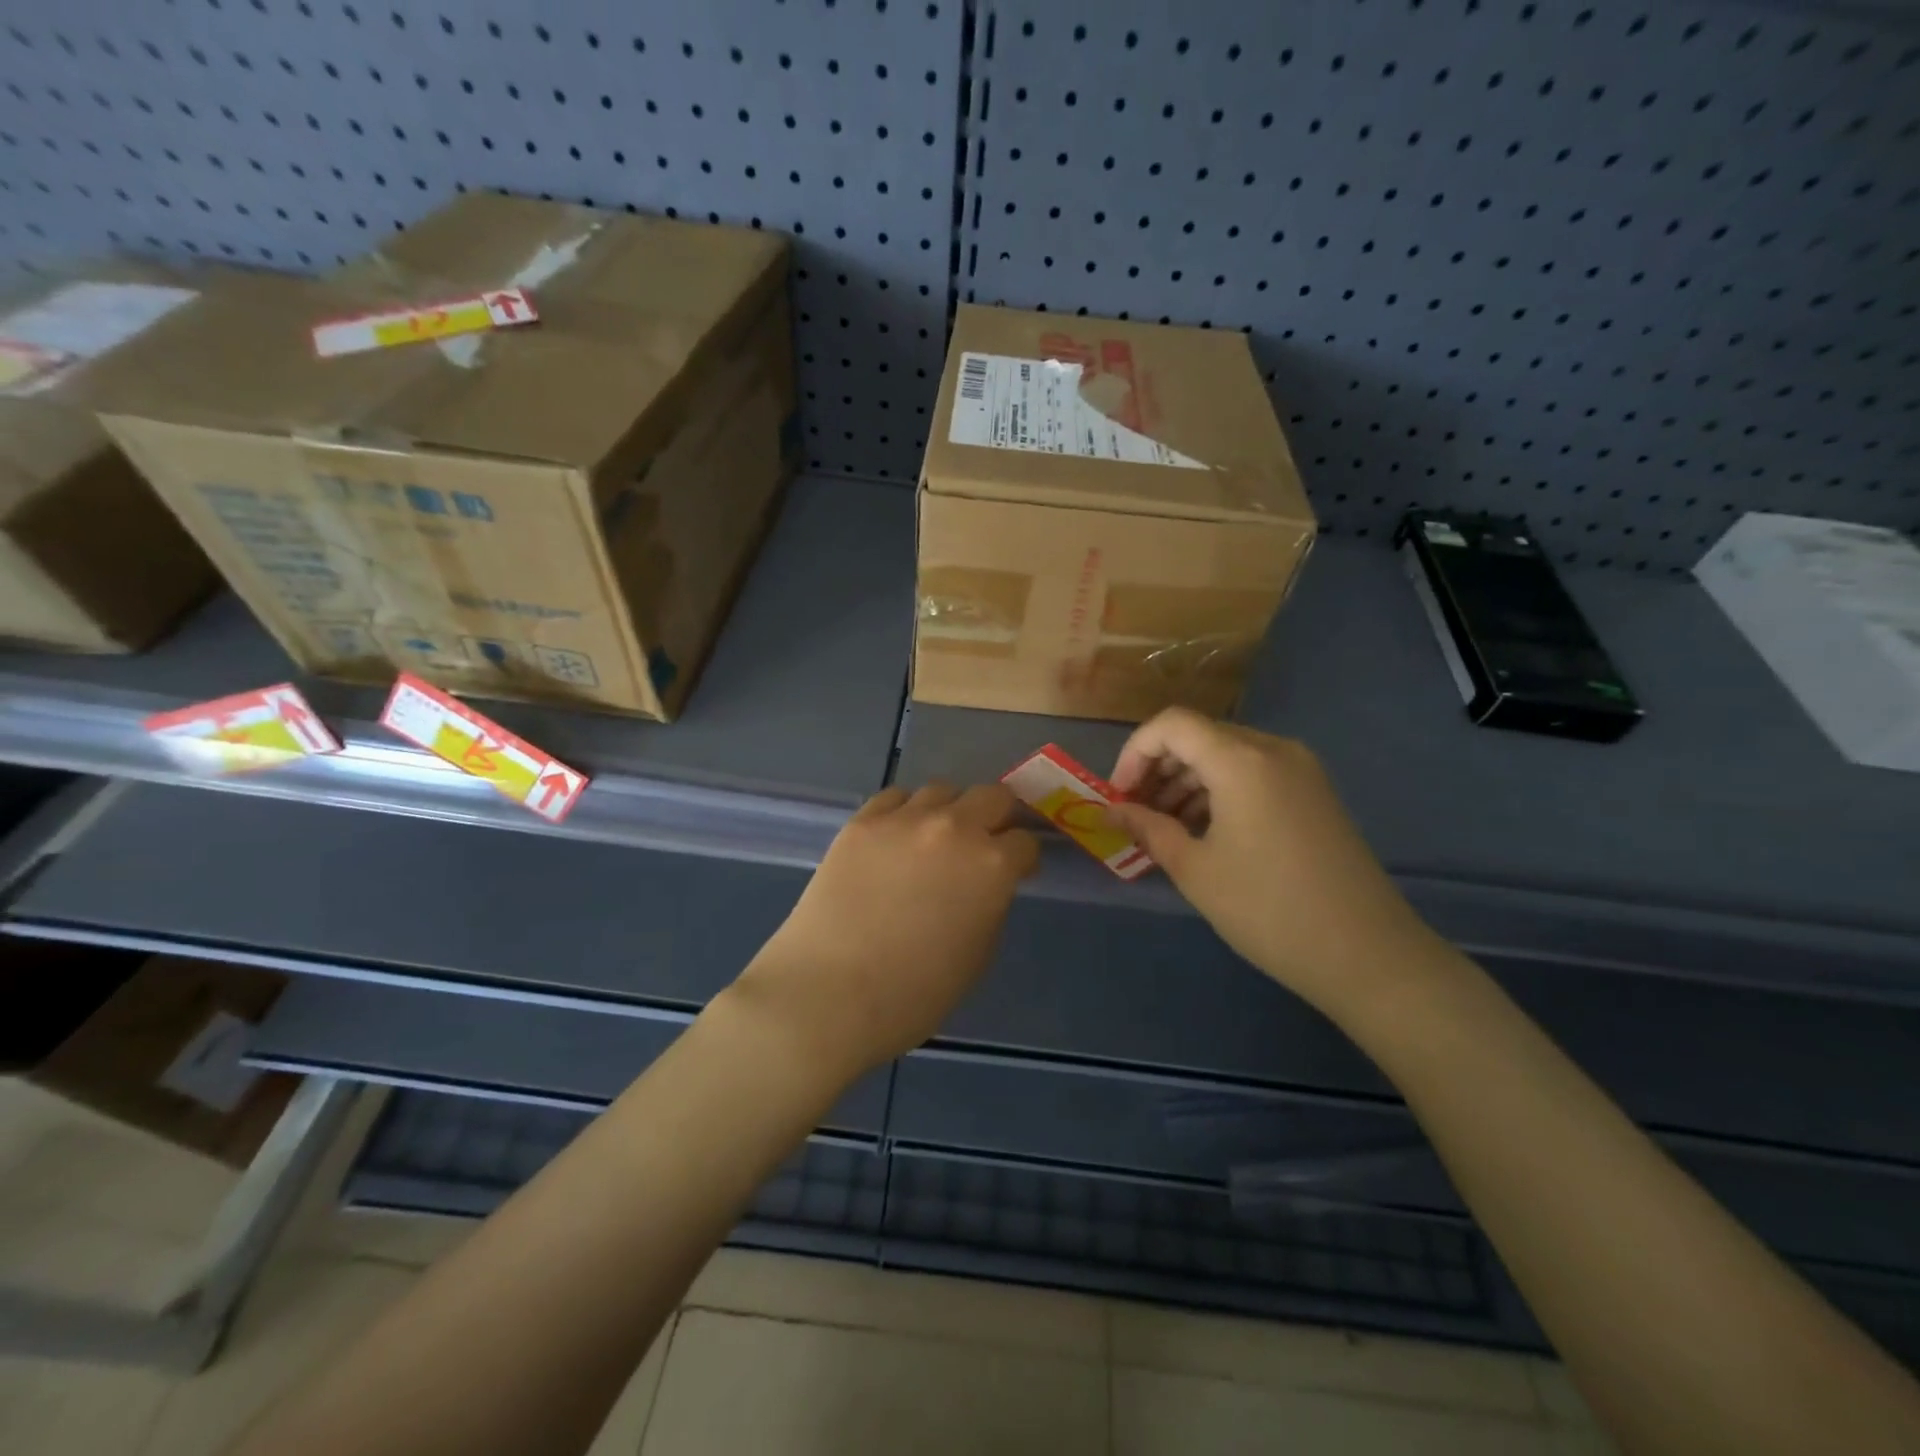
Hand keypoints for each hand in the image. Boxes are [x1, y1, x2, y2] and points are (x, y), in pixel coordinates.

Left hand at [735, 783, 1039, 1077]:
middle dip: (997, 817)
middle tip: (985, 843)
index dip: (1023, 860)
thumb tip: (985, 886)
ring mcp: (904, 819)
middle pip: (993, 795)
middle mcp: (954, 828)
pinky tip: (896, 839)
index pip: (1025, 842)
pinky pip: (895, 798)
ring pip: (942, 790)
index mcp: (992, 866)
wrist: (828, 994)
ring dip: (950, 811)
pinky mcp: (862, 822)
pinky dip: (905, 812)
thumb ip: (990, 905)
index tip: (1016, 873)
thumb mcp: (977, 956)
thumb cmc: (913, 994)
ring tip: (935, 840)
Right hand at [1106, 708, 1440, 1014]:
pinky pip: (1253, 773)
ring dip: (1187, 781)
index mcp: (1241, 760)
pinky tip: (1205, 832)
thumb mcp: (1195, 869)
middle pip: (1199, 736)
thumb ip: (1147, 829)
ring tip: (1166, 828)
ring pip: (1226, 754)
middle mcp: (1273, 749)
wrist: (1367, 954)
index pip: (1171, 725)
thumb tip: (1111, 811)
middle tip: (1136, 815)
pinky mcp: (1314, 792)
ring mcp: (1300, 769)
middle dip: (1158, 769)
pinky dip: (1219, 790)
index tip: (1120, 798)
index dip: (1135, 754)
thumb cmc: (1268, 909)